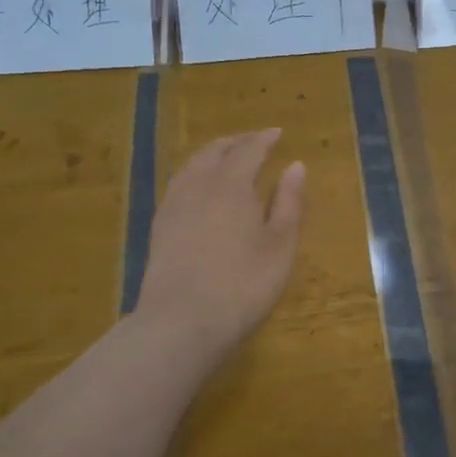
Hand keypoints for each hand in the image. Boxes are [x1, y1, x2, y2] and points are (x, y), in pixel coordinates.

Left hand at [135, 129, 305, 358]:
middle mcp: (199, 185)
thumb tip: (296, 166)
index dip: (263, 139)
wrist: (180, 323)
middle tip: (254, 141)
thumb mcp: (280, 246)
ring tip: (226, 158)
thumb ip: (289, 203)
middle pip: (215, 151)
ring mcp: (173, 205)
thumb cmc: (243, 285)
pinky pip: (178, 184)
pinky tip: (199, 189)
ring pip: (192, 165)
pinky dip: (194, 173)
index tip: (277, 133)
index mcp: (231, 185)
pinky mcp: (159, 227)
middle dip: (236, 142)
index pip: (248, 149)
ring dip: (212, 154)